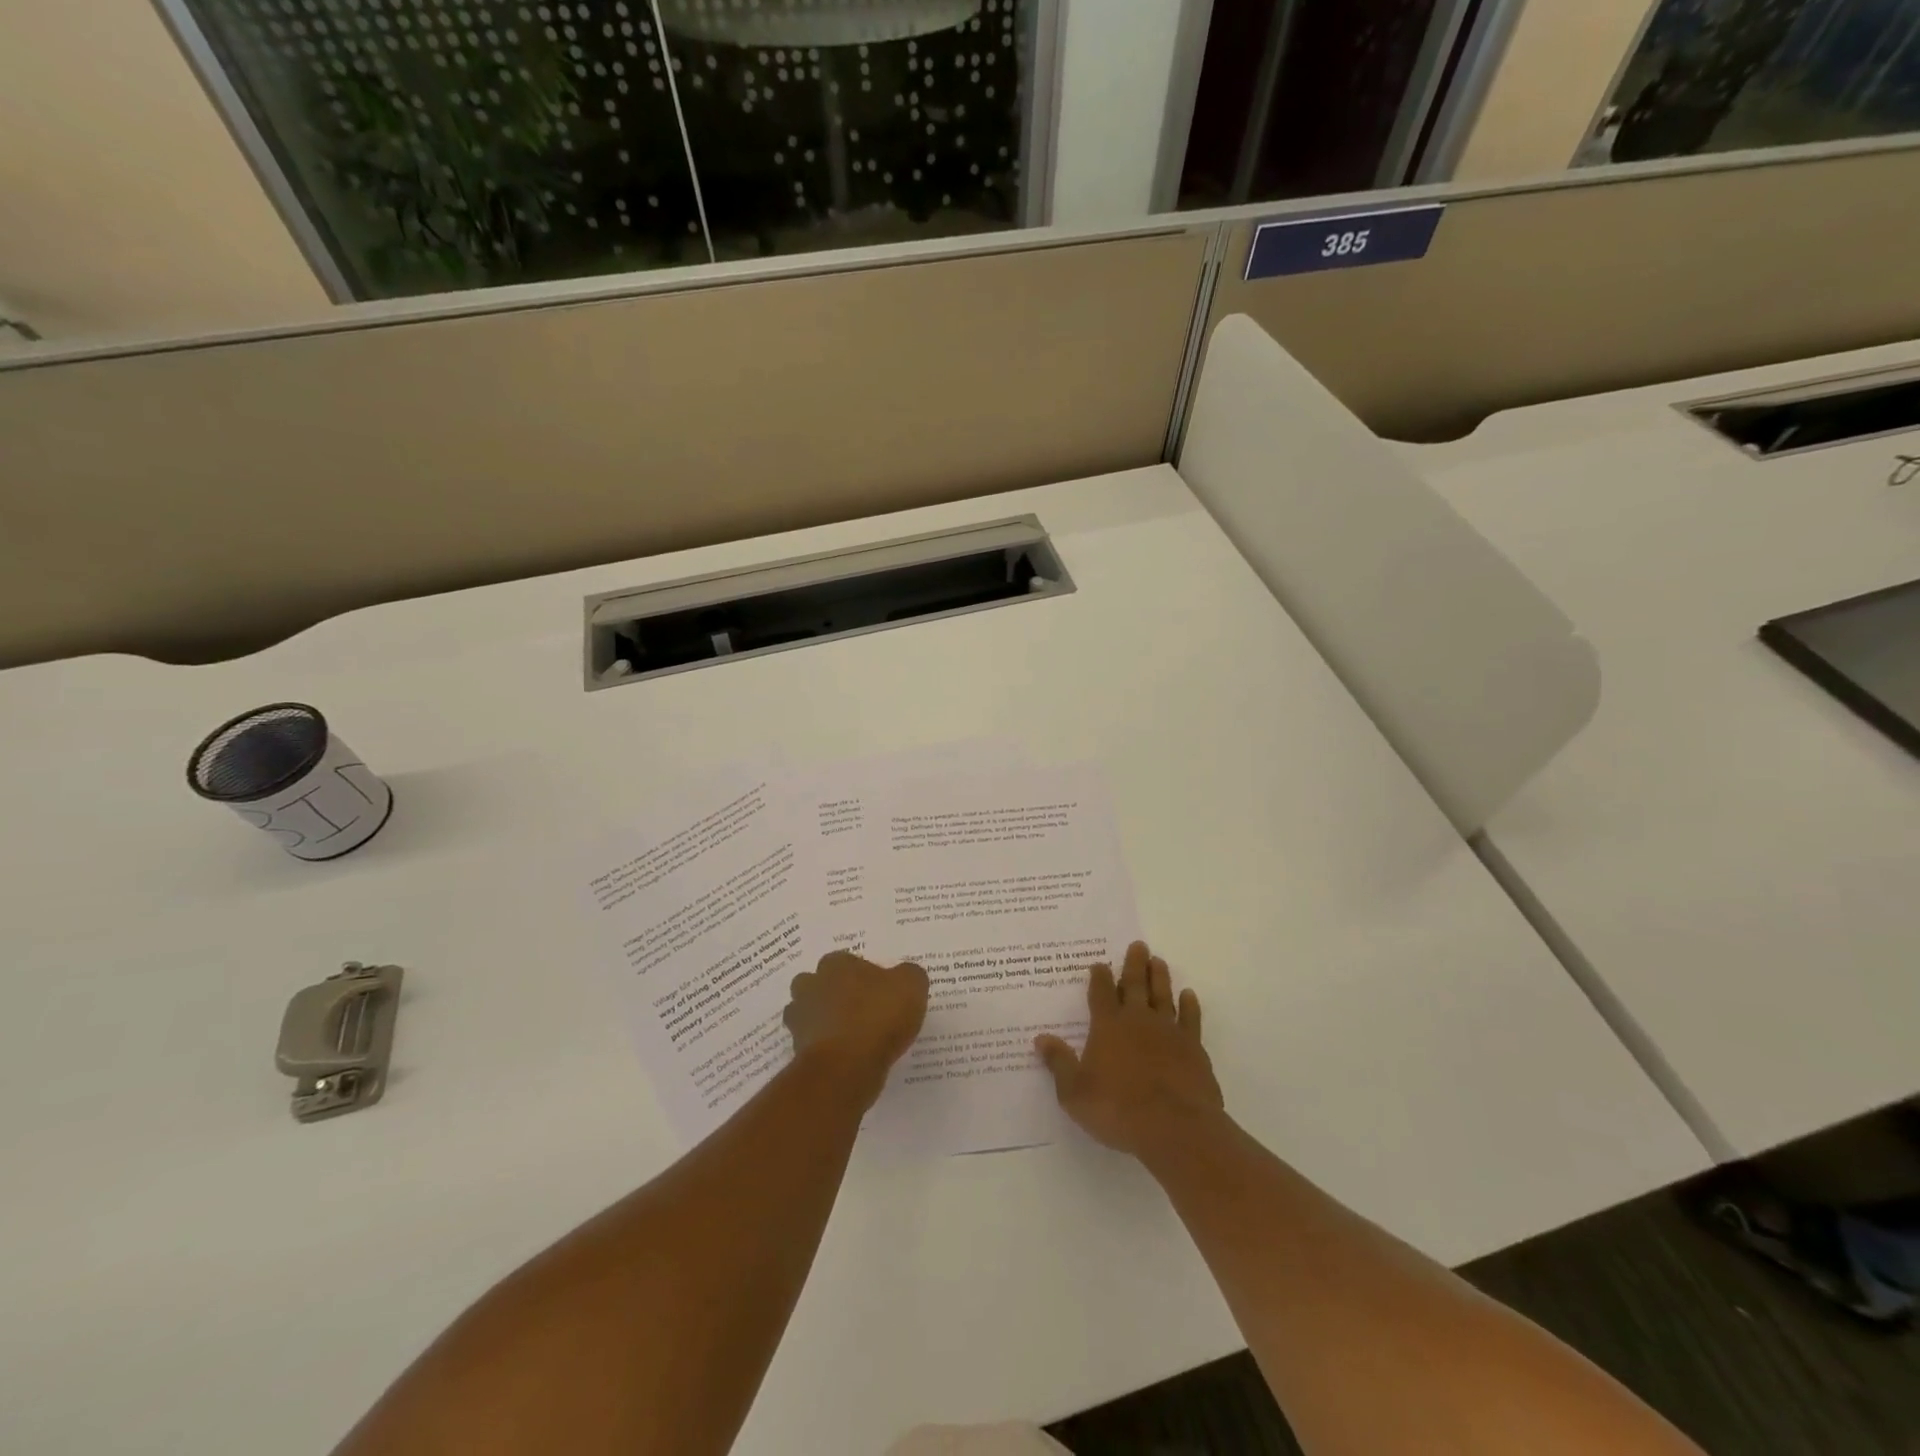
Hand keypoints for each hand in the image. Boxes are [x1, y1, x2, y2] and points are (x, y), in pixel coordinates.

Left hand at [784, 951, 929, 1105]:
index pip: (845, 961)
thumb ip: (909, 974)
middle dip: (833, 993)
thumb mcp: (911, 986)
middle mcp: (811, 986)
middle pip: (818, 984)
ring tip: (852, 1037)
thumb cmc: (878, 1017)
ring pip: (809, 1014)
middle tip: (860, 1009)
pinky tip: (847, 1059)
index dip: (862, 975)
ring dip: (824, 1022)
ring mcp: (800, 1019)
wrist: (846, 1068)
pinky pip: (812, 1045)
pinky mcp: (797, 1051)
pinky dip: (825, 1049)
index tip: (879, 990)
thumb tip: (904, 976)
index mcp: (836, 964)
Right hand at [1035, 941, 1223, 1156]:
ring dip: (1159, 977)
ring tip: (1158, 961)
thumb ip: (1059, 1063)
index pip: (1101, 994)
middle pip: (1135, 985)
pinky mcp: (1193, 1048)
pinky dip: (1189, 1006)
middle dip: (1134, 964)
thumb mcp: (1075, 1093)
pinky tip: (1188, 996)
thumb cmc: (1118, 1110)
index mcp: (1108, 1027)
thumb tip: (1041, 1039)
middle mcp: (1138, 1021)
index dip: (1099, 977)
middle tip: (1138, 945)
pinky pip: (1191, 1019)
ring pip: (1163, 996)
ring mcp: (1168, 1032)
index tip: (1099, 963)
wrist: (1175, 1127)